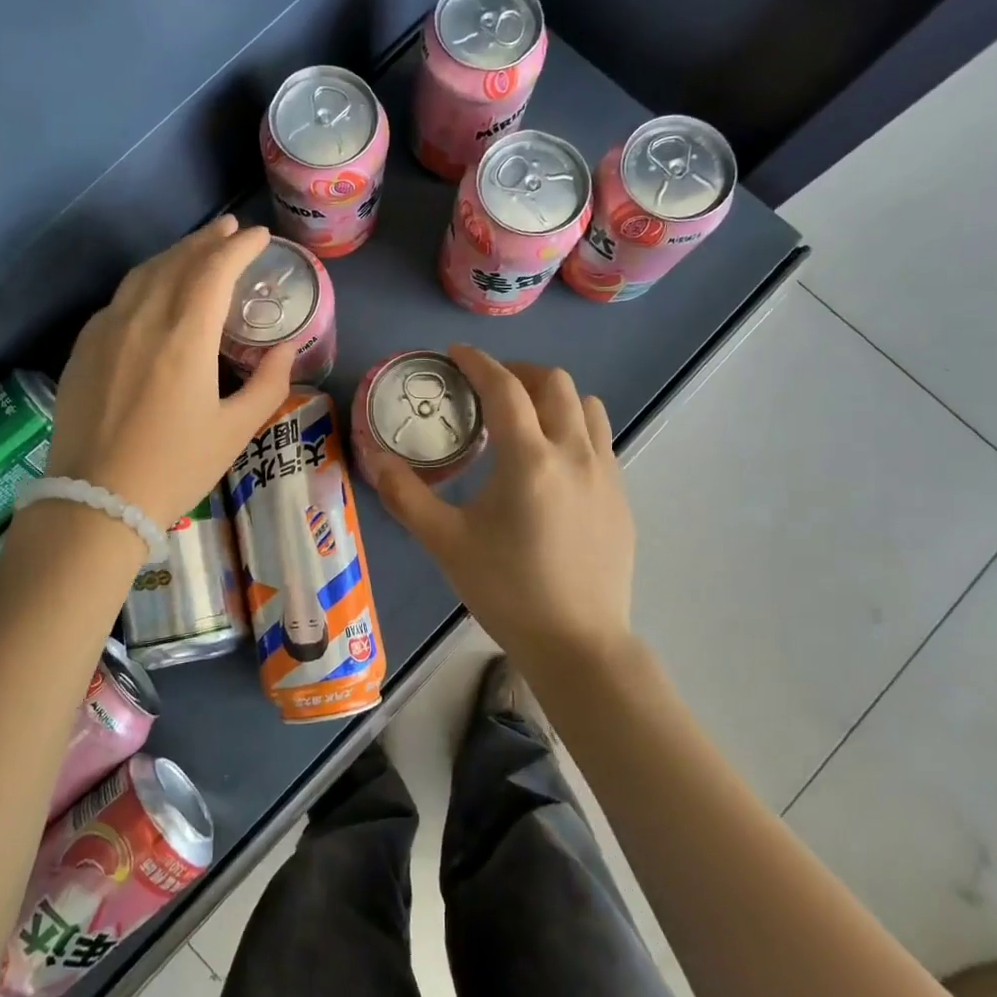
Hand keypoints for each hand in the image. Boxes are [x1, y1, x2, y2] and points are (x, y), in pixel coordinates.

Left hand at [44, 216, 295, 526]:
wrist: (94, 501)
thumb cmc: (175, 468)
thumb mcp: (235, 431)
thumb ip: (269, 384)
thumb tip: (286, 349)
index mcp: (184, 336)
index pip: (214, 270)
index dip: (239, 247)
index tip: (258, 237)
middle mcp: (142, 319)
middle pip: (177, 261)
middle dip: (207, 241)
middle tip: (230, 230)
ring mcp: (106, 330)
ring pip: (143, 274)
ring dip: (175, 254)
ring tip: (197, 250)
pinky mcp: (83, 348)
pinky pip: (120, 297)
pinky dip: (145, 281)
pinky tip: (155, 290)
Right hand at [371, 345, 636, 665]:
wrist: (577, 643)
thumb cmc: (507, 590)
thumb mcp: (445, 543)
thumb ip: (407, 496)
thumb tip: (375, 458)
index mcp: (530, 459)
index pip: (504, 388)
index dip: (478, 362)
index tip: (455, 353)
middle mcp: (574, 453)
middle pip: (554, 383)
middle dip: (517, 372)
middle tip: (486, 387)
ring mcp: (606, 473)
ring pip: (586, 406)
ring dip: (552, 395)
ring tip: (523, 416)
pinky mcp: (621, 496)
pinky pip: (599, 438)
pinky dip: (572, 426)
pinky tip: (550, 461)